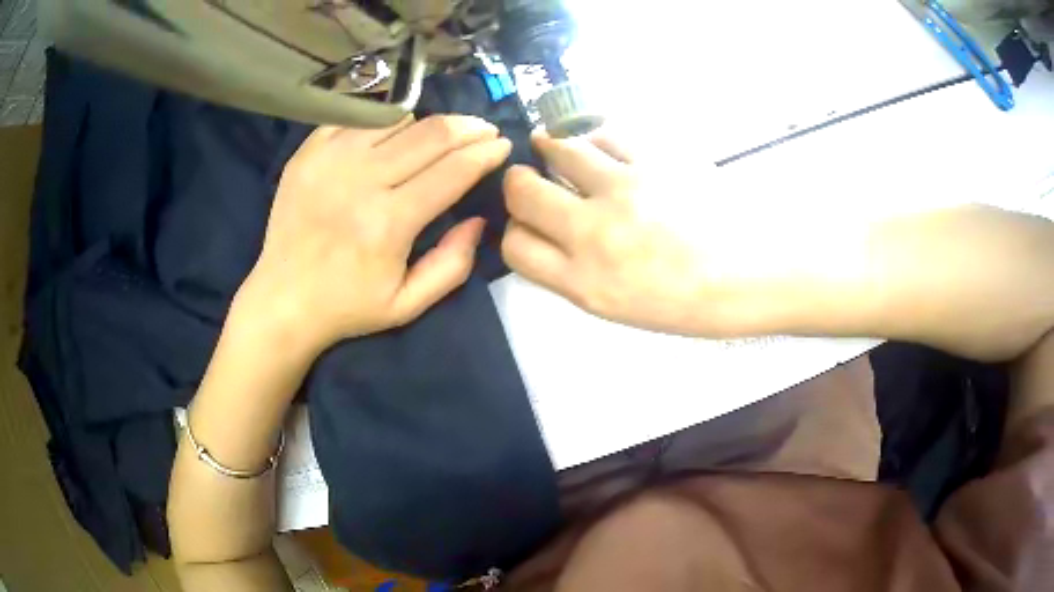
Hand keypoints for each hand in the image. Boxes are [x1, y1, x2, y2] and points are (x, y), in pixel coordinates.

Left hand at [236, 116, 511, 354]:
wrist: (281, 300)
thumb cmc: (347, 307)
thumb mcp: (408, 304)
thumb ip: (452, 265)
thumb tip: (478, 220)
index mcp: (389, 222)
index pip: (453, 170)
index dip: (485, 153)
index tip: (503, 146)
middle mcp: (360, 180)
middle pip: (430, 134)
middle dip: (468, 127)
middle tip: (484, 130)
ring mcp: (329, 159)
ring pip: (396, 119)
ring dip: (427, 125)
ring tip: (439, 137)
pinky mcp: (307, 152)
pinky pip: (358, 119)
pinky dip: (383, 124)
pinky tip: (391, 137)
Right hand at [501, 132, 736, 335]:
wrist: (752, 276)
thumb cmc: (690, 303)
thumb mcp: (620, 308)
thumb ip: (576, 273)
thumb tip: (550, 235)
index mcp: (585, 283)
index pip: (516, 245)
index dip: (515, 230)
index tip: (528, 223)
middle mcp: (594, 234)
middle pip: (522, 192)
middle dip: (519, 183)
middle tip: (531, 179)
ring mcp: (625, 190)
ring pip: (559, 149)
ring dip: (549, 146)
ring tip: (551, 145)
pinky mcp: (655, 159)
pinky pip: (606, 132)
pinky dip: (594, 134)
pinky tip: (598, 141)